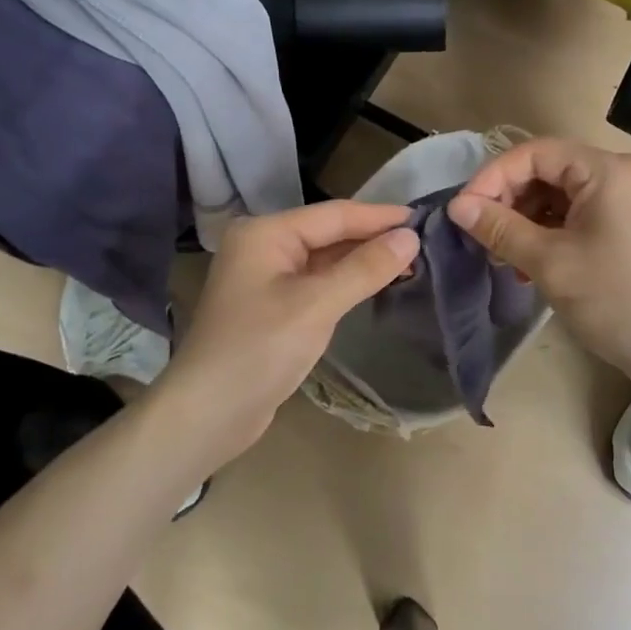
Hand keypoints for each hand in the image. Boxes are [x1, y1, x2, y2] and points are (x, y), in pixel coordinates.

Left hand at [156, 200, 419, 466]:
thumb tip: (410, 237)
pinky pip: (317, 282)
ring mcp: (266, 277)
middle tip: (423, 242)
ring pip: (325, 258)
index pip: (334, 215)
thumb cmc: (259, 350)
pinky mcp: (273, 305)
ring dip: (362, 260)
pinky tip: (375, 284)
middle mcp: (264, 246)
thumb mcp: (317, 305)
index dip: (379, 217)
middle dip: (373, 237)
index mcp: (266, 233)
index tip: (423, 217)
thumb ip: (365, 268)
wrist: (207, 414)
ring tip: (409, 261)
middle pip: (329, 232)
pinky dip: (346, 282)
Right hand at [449, 139, 630, 395]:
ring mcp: (625, 198)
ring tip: (502, 254)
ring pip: (557, 194)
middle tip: (481, 234)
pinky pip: (575, 213)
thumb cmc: (615, 300)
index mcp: (606, 170)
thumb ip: (500, 228)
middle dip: (508, 199)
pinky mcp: (625, 223)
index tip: (464, 210)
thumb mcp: (549, 263)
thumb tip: (456, 206)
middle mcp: (619, 173)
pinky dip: (547, 231)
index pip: (535, 153)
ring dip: (524, 219)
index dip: (494, 176)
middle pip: (547, 170)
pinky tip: (527, 262)